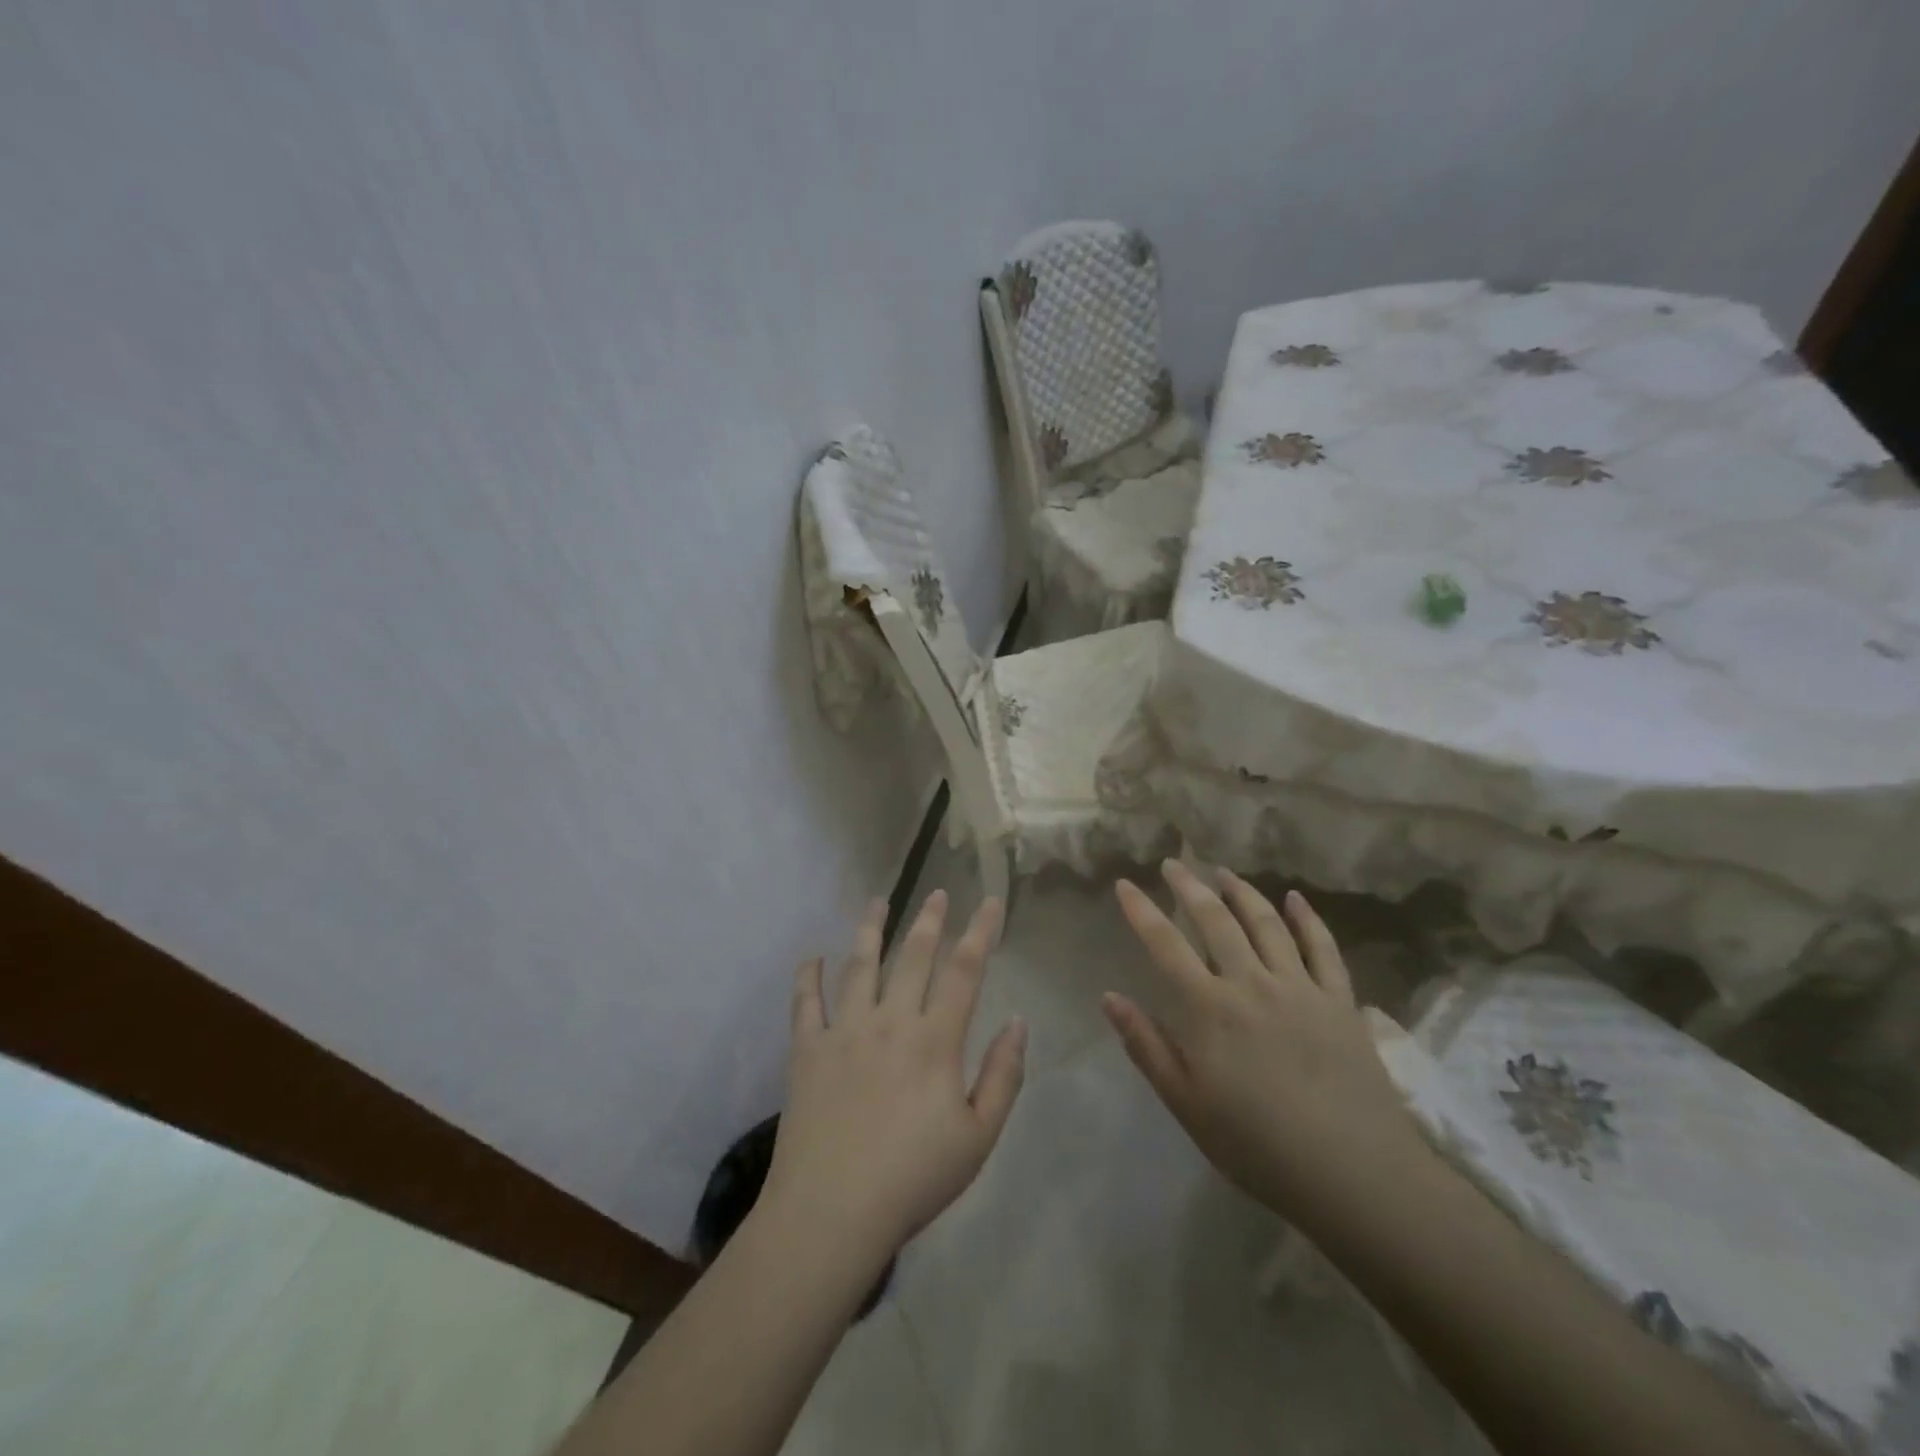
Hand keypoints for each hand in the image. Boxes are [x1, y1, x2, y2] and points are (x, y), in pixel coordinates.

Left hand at [762, 892, 1026, 1264]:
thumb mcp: (978, 1137)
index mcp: (935, 1040)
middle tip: (938, 892)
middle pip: (914, 956)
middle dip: (930, 920)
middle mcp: (890, 1020)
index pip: (964, 971)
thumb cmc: (913, 1178)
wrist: (831, 1211)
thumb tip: (1017, 1021)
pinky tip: (811, 957)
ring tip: (877, 902)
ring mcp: (844, 1030)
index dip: (981, 932)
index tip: (991, 901)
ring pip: (860, 965)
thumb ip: (1003, 1076)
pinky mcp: (807, 1049)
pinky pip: (806, 1002)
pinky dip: (808, 976)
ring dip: (871, 929)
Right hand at [1104, 862, 1425, 1231]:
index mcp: (1209, 1008)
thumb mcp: (1187, 1104)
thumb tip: (1109, 997)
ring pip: (1266, 923)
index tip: (1125, 884)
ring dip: (1242, 892)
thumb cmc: (1257, 1145)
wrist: (1354, 1175)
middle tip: (1174, 864)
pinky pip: (1323, 947)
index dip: (1142, 910)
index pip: (1165, 944)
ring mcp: (1300, 987)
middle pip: (1215, 920)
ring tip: (1224, 872)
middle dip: (1189, 887)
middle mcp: (1251, 983)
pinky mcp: (1339, 1001)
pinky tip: (1295, 898)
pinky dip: (1307, 918)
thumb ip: (1147, 1046)